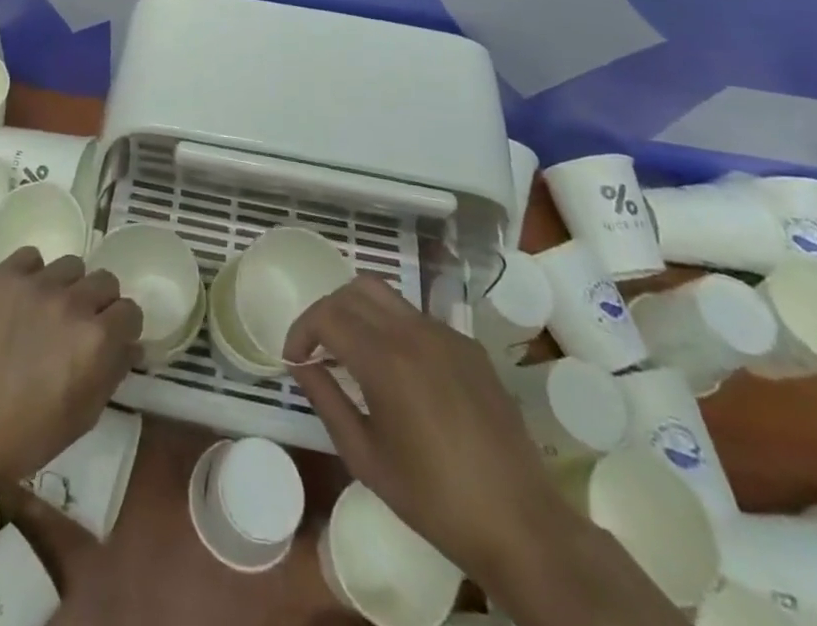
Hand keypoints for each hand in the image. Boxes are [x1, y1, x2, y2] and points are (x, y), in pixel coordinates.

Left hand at [0, 249, 143, 493]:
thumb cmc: (28, 436)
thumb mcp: (85, 415)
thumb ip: (113, 371)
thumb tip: (130, 344)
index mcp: (97, 338)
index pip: (130, 310)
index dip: (123, 327)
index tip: (113, 338)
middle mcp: (72, 302)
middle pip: (105, 280)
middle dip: (100, 303)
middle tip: (80, 325)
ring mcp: (36, 285)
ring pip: (71, 265)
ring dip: (68, 286)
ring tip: (48, 310)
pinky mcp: (3, 278)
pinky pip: (31, 257)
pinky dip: (32, 273)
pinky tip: (23, 298)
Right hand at [287, 275, 565, 577]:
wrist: (521, 525)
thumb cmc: (435, 500)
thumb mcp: (365, 457)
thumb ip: (326, 400)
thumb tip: (301, 364)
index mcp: (385, 360)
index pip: (326, 315)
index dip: (301, 331)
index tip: (295, 359)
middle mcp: (414, 332)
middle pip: (353, 290)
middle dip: (327, 312)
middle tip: (319, 349)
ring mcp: (446, 334)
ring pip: (386, 295)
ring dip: (359, 313)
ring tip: (353, 353)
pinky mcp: (469, 346)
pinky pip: (418, 319)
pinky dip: (393, 328)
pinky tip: (399, 372)